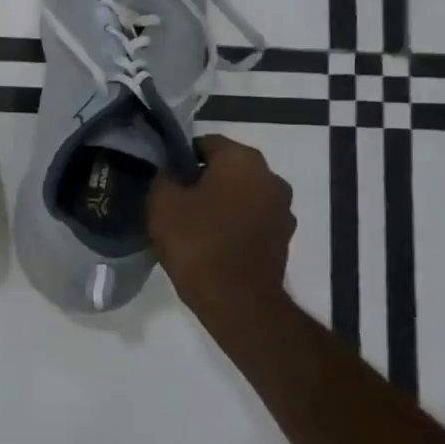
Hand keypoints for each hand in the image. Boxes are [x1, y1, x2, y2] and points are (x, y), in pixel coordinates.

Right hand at [149, 135, 295, 314]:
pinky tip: (209, 241)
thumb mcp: (161, 203)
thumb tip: (169, 172)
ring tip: (190, 223)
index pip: (205, 143)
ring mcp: (282, 209)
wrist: (236, 300)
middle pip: (227, 168)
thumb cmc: (197, 242)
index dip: (179, 156)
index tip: (162, 176)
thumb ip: (163, 177)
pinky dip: (232, 224)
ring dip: (219, 202)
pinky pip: (250, 219)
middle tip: (173, 199)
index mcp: (242, 160)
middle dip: (202, 179)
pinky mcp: (283, 238)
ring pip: (241, 195)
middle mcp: (271, 177)